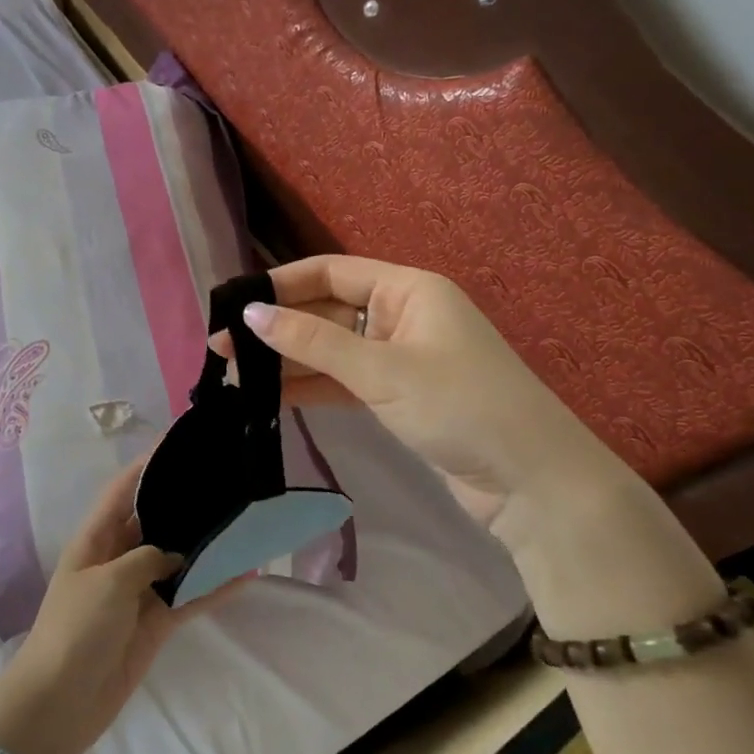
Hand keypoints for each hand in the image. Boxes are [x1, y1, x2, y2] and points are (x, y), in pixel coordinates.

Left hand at [0, 461, 247, 753]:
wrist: (61, 702)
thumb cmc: (76, 629)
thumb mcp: (108, 581)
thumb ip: (146, 558)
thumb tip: (174, 554)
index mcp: (95, 539)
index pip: (122, 490)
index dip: (147, 464)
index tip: (178, 441)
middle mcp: (117, 558)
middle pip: (154, 521)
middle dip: (182, 503)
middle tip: (223, 481)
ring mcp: (137, 592)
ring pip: (176, 559)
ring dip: (204, 546)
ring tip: (241, 522)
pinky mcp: (153, 623)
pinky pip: (187, 598)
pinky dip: (212, 588)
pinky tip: (244, 575)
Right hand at [232, 255, 633, 523]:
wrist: (531, 482)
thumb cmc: (461, 406)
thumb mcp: (382, 370)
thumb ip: (313, 342)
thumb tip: (250, 314)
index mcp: (409, 290)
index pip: (332, 271)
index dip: (281, 284)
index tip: (234, 303)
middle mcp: (402, 316)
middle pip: (327, 311)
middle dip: (278, 328)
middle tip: (222, 348)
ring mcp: (400, 358)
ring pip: (331, 350)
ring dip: (288, 361)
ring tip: (235, 376)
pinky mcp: (398, 397)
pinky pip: (343, 381)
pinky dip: (310, 387)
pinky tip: (270, 398)